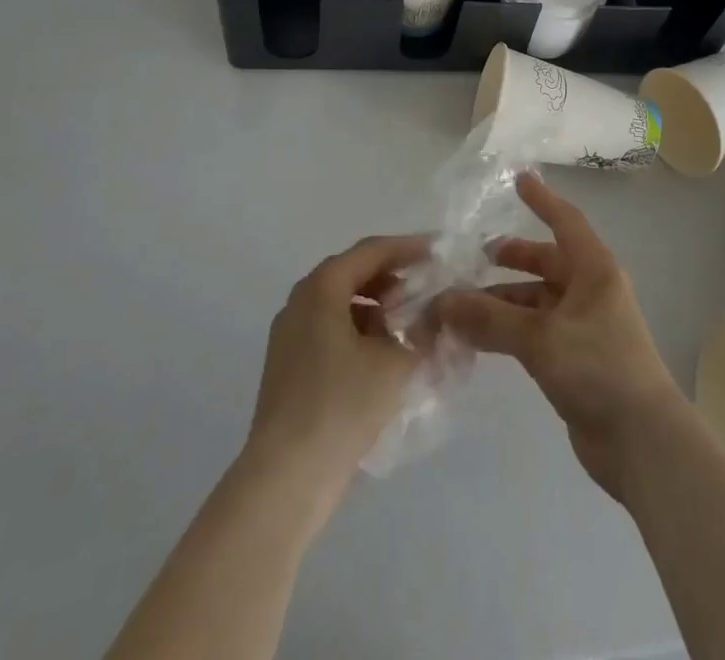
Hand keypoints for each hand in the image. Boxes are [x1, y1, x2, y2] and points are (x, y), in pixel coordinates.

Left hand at [242, 233, 428, 521]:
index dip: (407, 247)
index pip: (371, 251)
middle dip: (390, 277)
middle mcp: (300, 302)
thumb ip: (422, 332)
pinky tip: (382, 356)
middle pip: (351, 273)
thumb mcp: (396, 362)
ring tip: (408, 324)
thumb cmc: (342, 404)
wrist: (287, 477)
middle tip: (425, 287)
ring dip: (375, 306)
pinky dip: (358, 331)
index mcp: (322, 288)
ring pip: (339, 304)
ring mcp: (289, 336)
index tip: (437, 251)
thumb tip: (436, 319)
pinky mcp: (288, 367)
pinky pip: (329, 331)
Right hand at [433, 173, 686, 500]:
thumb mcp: (541, 338)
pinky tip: (477, 338)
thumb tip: (442, 300)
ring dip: (502, 301)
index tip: (518, 180)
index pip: (565, 221)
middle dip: (511, 258)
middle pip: (546, 262)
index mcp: (595, 270)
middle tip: (472, 256)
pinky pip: (534, 332)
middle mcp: (590, 291)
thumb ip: (490, 319)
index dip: (542, 200)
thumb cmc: (599, 370)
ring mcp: (583, 328)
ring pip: (535, 301)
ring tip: (460, 304)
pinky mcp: (574, 360)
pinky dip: (508, 330)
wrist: (643, 444)